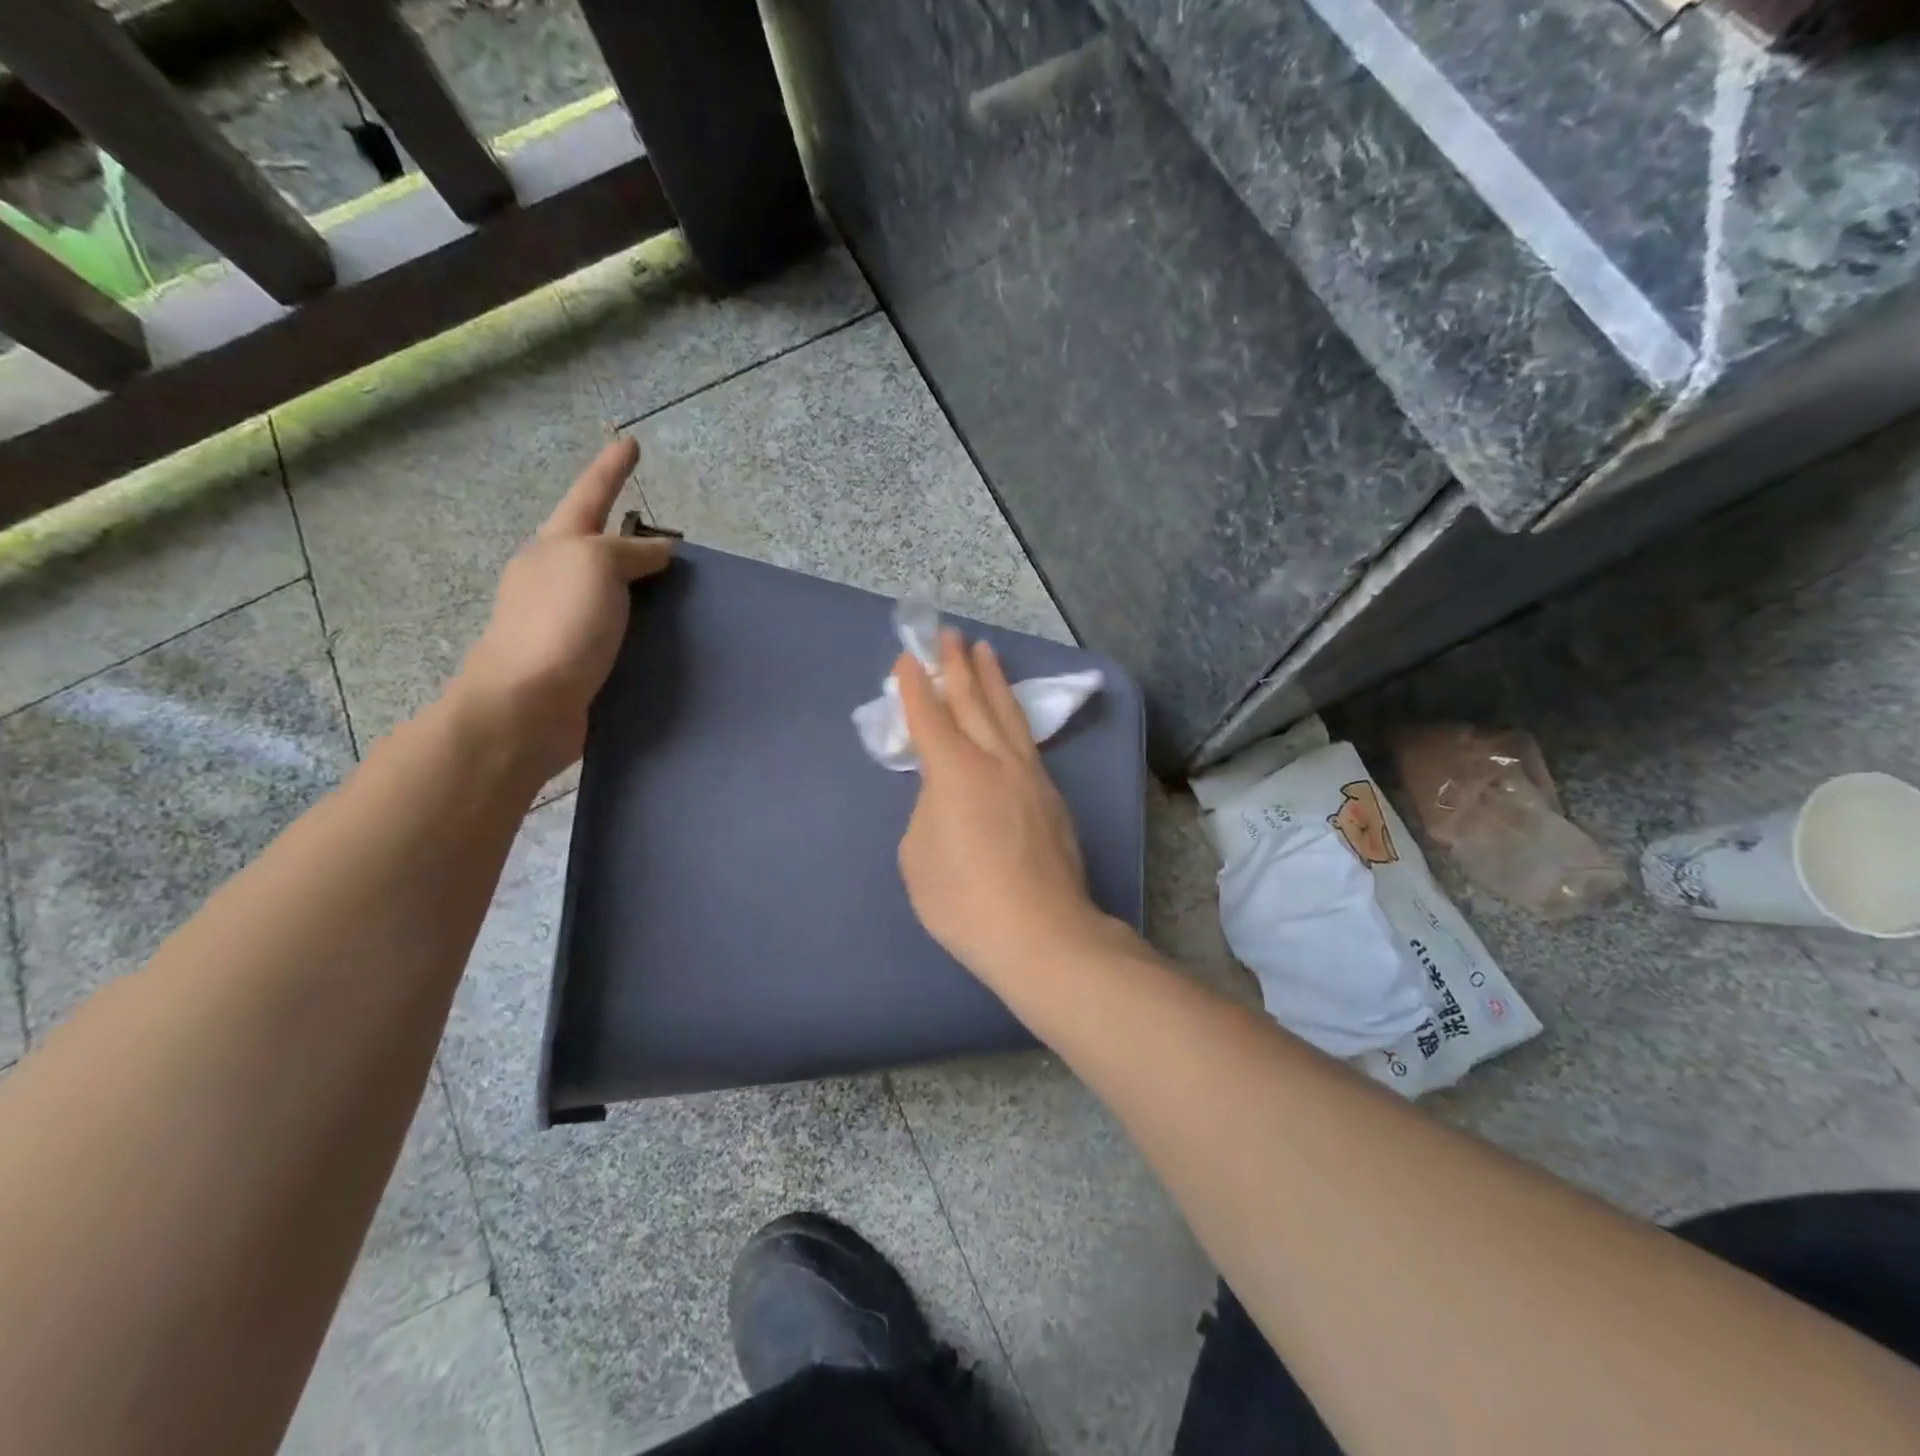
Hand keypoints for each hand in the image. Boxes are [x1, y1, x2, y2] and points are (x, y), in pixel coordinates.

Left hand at [452, 437, 670, 780]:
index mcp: (554, 547)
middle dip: (626, 536)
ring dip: (637, 587)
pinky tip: (662, 638)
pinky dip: (639, 627)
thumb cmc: (559, 625)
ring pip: (608, 592)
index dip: (611, 468)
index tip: (629, 441)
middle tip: (668, 541)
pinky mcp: (575, 661)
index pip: (590, 495)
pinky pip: (616, 632)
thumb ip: (630, 551)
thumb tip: (658, 550)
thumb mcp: (595, 566)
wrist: (526, 707)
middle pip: (595, 545)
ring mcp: (561, 622)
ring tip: (677, 591)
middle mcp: (553, 579)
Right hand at [896, 629, 1110, 985]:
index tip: (909, 657)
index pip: (930, 716)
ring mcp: (1029, 775)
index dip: (916, 686)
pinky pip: (1027, 741)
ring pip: (1008, 715)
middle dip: (958, 666)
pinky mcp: (1052, 796)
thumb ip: (927, 810)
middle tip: (950, 635)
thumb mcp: (918, 855)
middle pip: (974, 701)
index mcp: (954, 771)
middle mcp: (994, 760)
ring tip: (986, 651)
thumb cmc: (965, 900)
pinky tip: (1011, 716)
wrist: (1041, 933)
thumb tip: (944, 795)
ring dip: (993, 681)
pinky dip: (1012, 717)